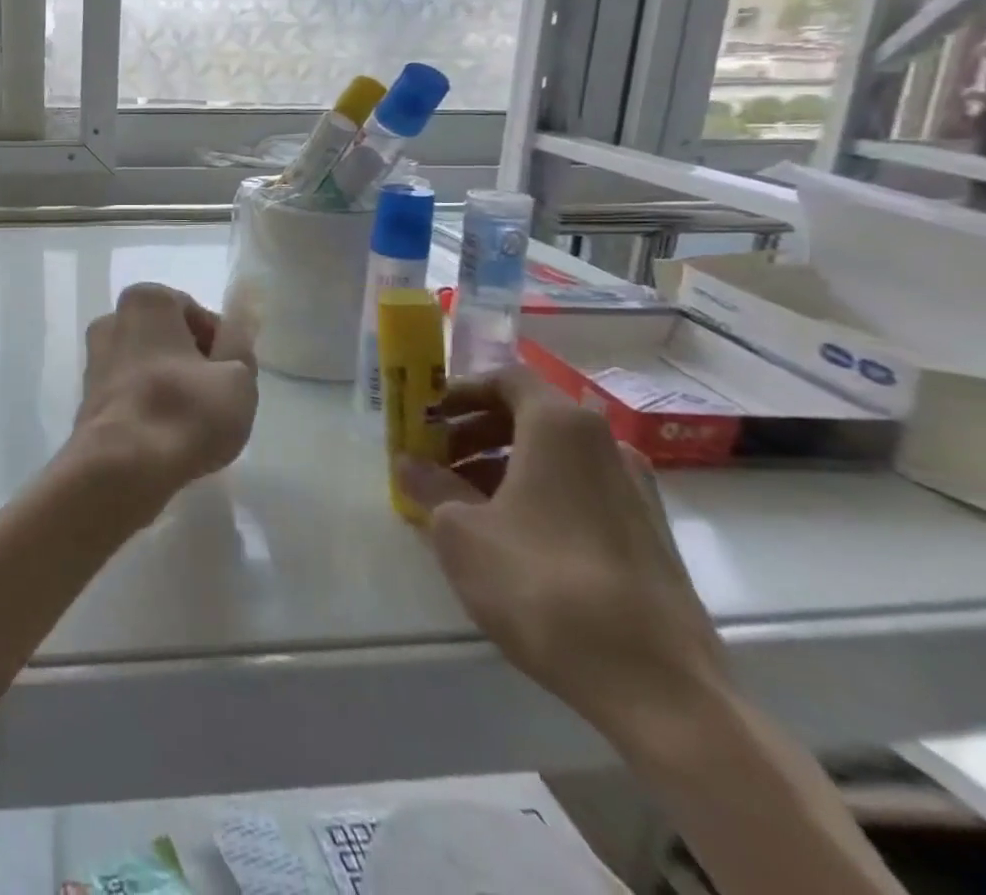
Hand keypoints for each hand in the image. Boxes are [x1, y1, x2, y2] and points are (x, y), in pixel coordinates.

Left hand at [73, 284, 258, 511]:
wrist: (119, 468)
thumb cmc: (185, 412)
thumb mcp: (238, 378)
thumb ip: (240, 346)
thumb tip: (235, 330)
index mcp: (146, 301)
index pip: (197, 314)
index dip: (222, 345)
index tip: (234, 376)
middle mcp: (112, 319)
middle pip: (169, 338)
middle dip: (193, 362)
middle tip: (218, 399)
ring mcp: (94, 358)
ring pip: (148, 365)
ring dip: (171, 385)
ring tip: (193, 422)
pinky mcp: (87, 396)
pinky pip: (130, 391)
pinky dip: (149, 405)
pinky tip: (166, 434)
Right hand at [400, 368, 730, 747]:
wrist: (660, 689)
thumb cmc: (542, 585)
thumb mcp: (460, 530)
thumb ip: (430, 485)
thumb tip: (409, 463)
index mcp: (561, 428)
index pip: (506, 379)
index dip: (460, 392)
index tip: (426, 417)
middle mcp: (606, 446)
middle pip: (529, 416)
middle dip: (474, 431)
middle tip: (434, 460)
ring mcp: (637, 493)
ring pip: (554, 457)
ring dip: (502, 466)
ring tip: (463, 504)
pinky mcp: (650, 537)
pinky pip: (579, 492)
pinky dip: (537, 495)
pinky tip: (508, 538)